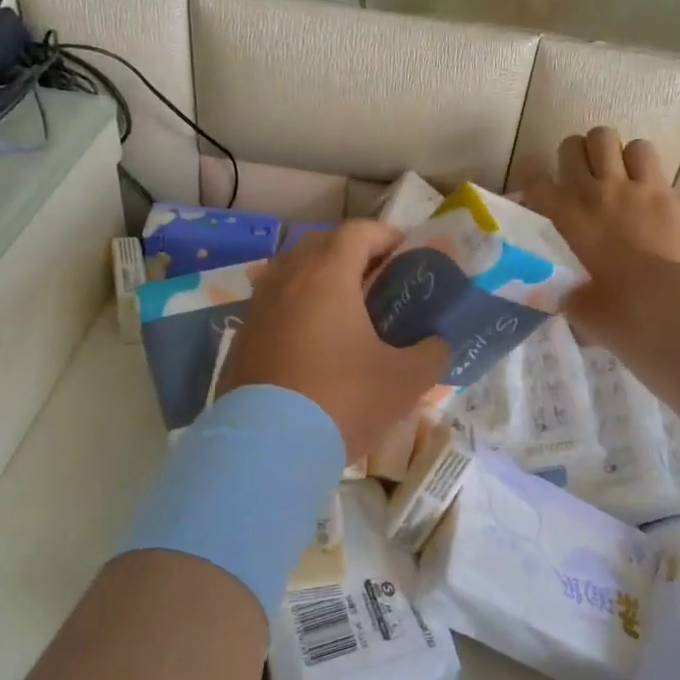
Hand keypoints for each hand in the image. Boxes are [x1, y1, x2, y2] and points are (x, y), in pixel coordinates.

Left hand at [218, 221, 449, 462]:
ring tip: (345, 312)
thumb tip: (438, 345)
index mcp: (327, 276)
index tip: (406, 256)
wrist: (267, 447)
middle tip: (377, 281)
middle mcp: (286, 280)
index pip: (357, 232)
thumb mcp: (404, 381)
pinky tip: (312, 346)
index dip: (386, 236)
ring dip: (318, 280)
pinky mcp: (241, 339)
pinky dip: (295, 311)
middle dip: (351, 254)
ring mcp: (257, 309)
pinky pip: (273, 307)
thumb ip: (430, 354)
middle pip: (319, 245)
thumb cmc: (342, 400)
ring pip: (290, 274)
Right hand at [516, 127, 679, 336]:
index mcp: (563, 220)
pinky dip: (637, 158)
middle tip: (578, 176)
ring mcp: (627, 186)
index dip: (529, 174)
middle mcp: (589, 193)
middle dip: (571, 157)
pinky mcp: (659, 188)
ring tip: (610, 170)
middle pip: (570, 146)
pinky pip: (643, 150)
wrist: (663, 303)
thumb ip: (563, 287)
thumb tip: (566, 289)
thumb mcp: (573, 302)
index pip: (533, 179)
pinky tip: (639, 177)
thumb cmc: (613, 310)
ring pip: (605, 137)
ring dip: (604, 150)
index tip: (533, 180)